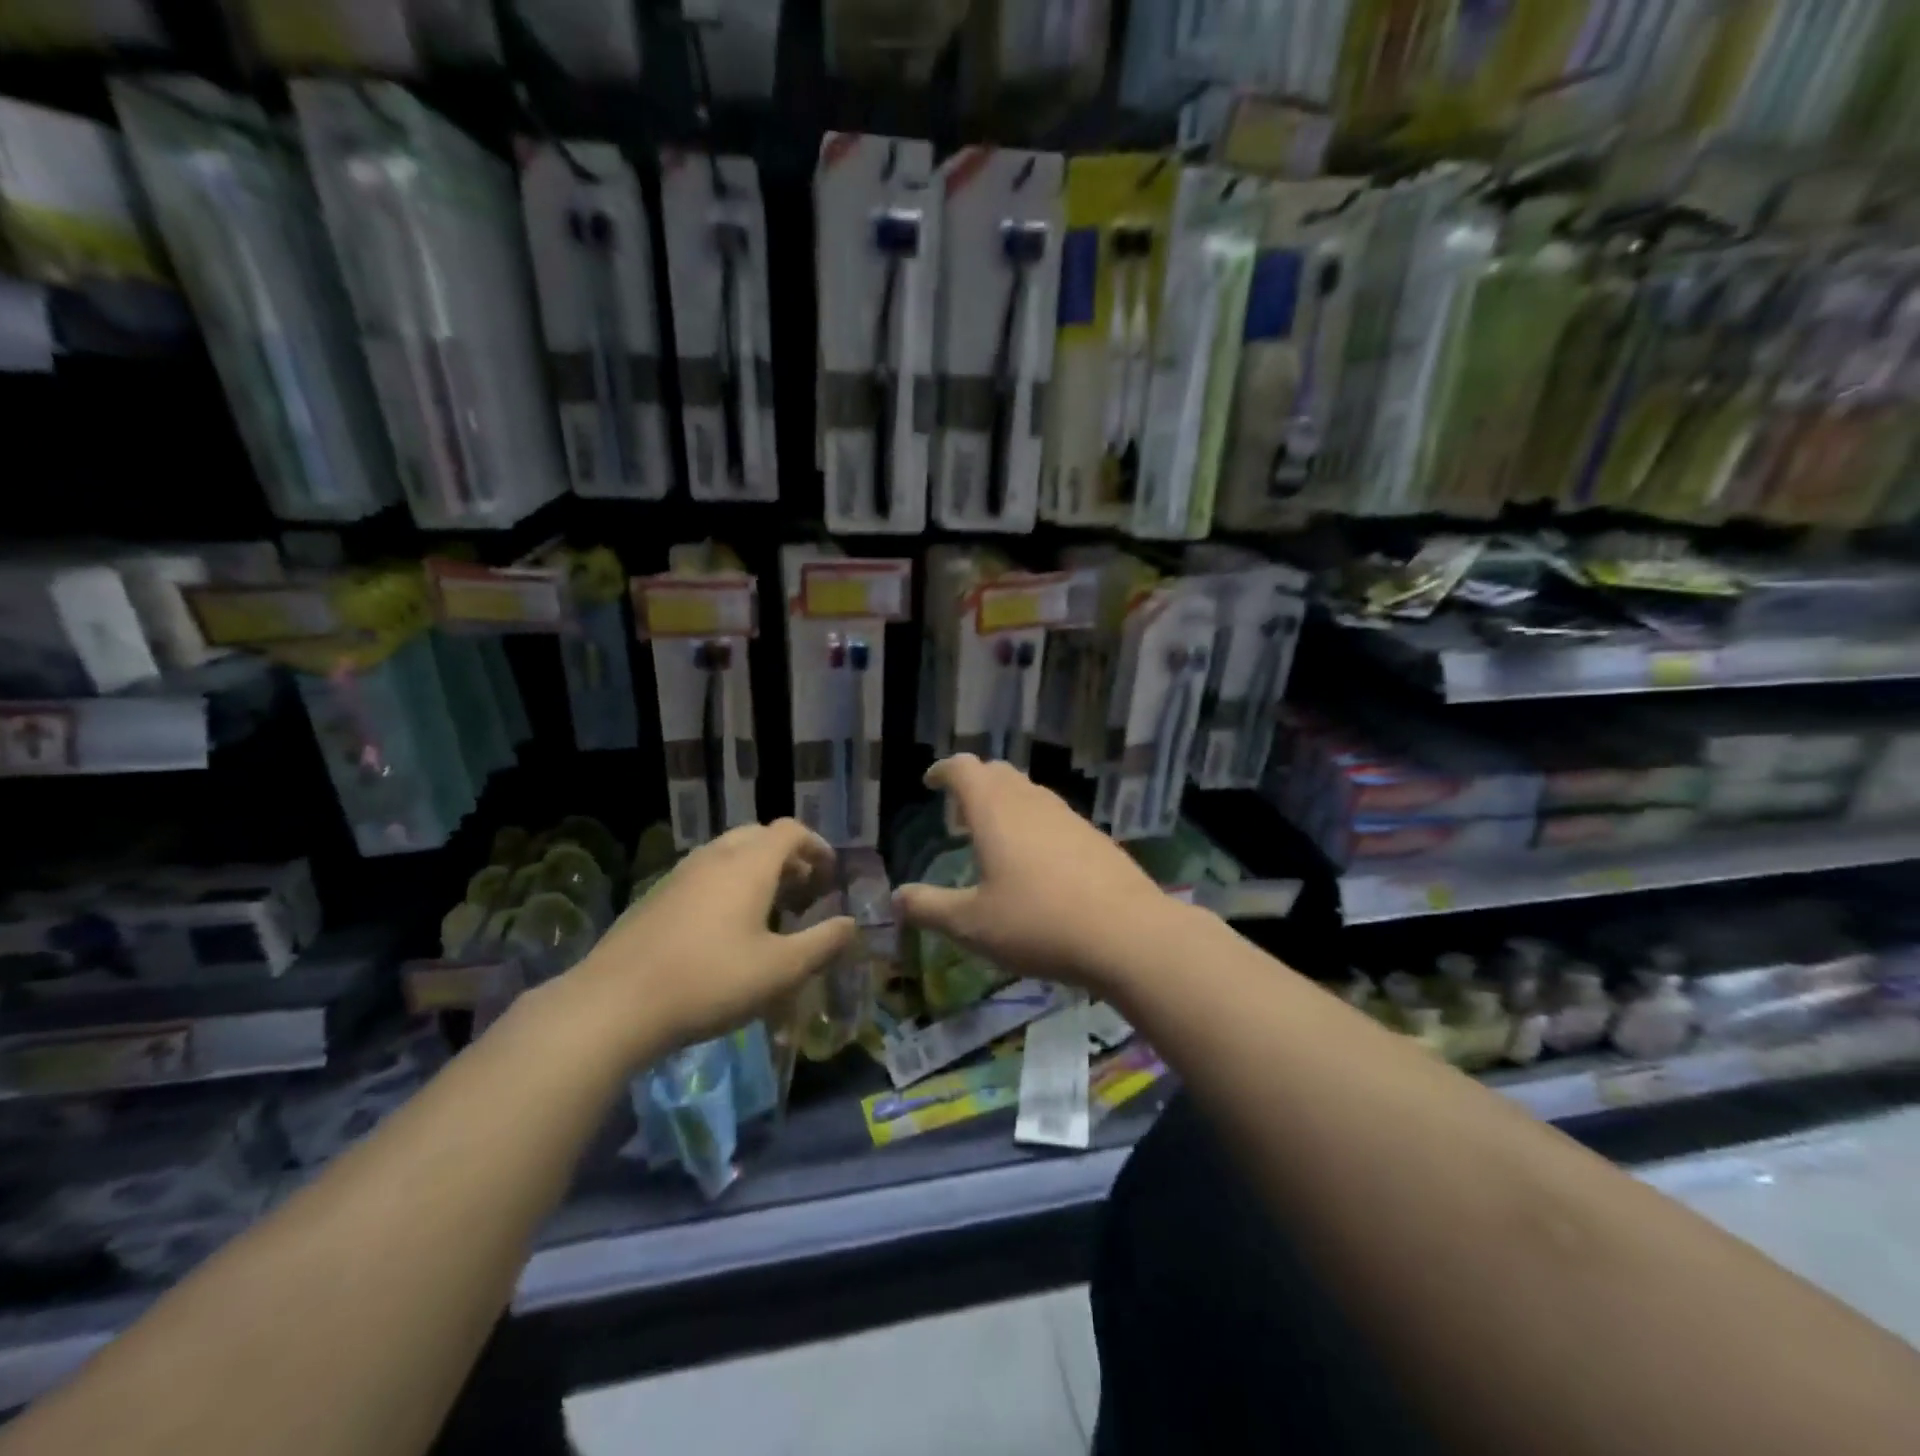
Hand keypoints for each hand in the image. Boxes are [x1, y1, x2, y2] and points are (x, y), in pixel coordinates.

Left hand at [566, 819, 856, 1064]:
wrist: (613, 1004)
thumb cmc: (709, 981)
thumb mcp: (780, 970)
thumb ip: (822, 944)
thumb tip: (851, 924)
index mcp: (749, 864)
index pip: (791, 831)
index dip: (817, 847)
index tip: (830, 876)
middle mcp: (715, 857)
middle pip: (759, 836)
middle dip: (787, 857)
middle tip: (803, 892)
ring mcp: (680, 874)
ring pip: (728, 854)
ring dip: (756, 871)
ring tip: (769, 911)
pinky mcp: (656, 897)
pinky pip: (704, 875)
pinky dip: (727, 885)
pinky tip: (725, 930)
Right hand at [893, 755, 1189, 993]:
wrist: (1127, 934)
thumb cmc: (1038, 923)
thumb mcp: (972, 925)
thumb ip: (929, 908)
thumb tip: (897, 897)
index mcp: (995, 811)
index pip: (964, 768)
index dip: (944, 770)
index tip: (931, 783)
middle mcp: (1031, 802)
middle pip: (998, 773)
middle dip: (974, 784)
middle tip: (959, 814)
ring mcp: (1068, 816)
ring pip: (1029, 793)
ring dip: (1006, 803)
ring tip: (995, 837)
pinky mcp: (1094, 837)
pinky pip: (1054, 816)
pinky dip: (1034, 823)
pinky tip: (1038, 863)